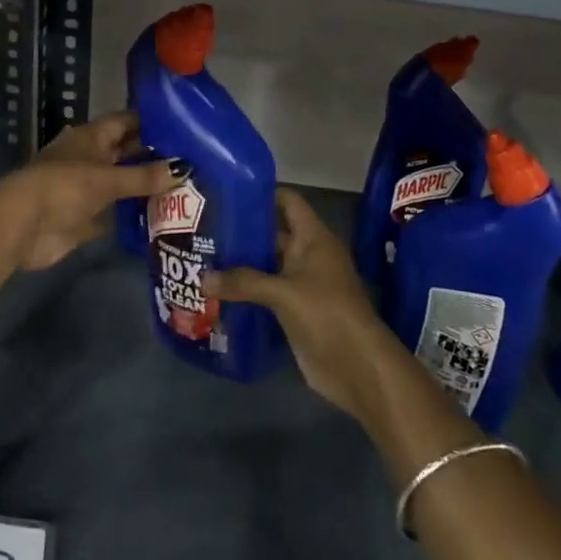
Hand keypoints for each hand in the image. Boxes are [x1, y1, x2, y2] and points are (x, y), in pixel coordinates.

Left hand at [0, 112, 185, 271]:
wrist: (22, 227)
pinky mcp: (85, 218)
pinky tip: (163, 219)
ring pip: (123, 184)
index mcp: (92, 137)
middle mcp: (91, 158)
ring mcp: (87, 189)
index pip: (127, 122)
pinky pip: (116, 214)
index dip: (153, 122)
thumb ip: (144, 176)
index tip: (185, 126)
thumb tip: (184, 169)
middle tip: (194, 161)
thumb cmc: (64, 187)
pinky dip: (134, 216)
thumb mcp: (107, 178)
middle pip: (127, 153)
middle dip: (155, 157)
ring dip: (147, 188)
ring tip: (187, 190)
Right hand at [207, 188, 403, 421]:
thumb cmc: (327, 314)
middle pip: (273, 233)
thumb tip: (202, 278)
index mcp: (313, 238)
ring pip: (267, 265)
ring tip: (203, 256)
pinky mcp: (295, 312)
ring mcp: (302, 285)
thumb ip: (244, 282)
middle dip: (243, 231)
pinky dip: (246, 291)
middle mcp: (308, 255)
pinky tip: (217, 291)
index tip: (228, 191)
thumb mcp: (284, 293)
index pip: (288, 201)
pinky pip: (266, 293)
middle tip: (205, 227)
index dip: (262, 193)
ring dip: (241, 263)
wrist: (358, 368)